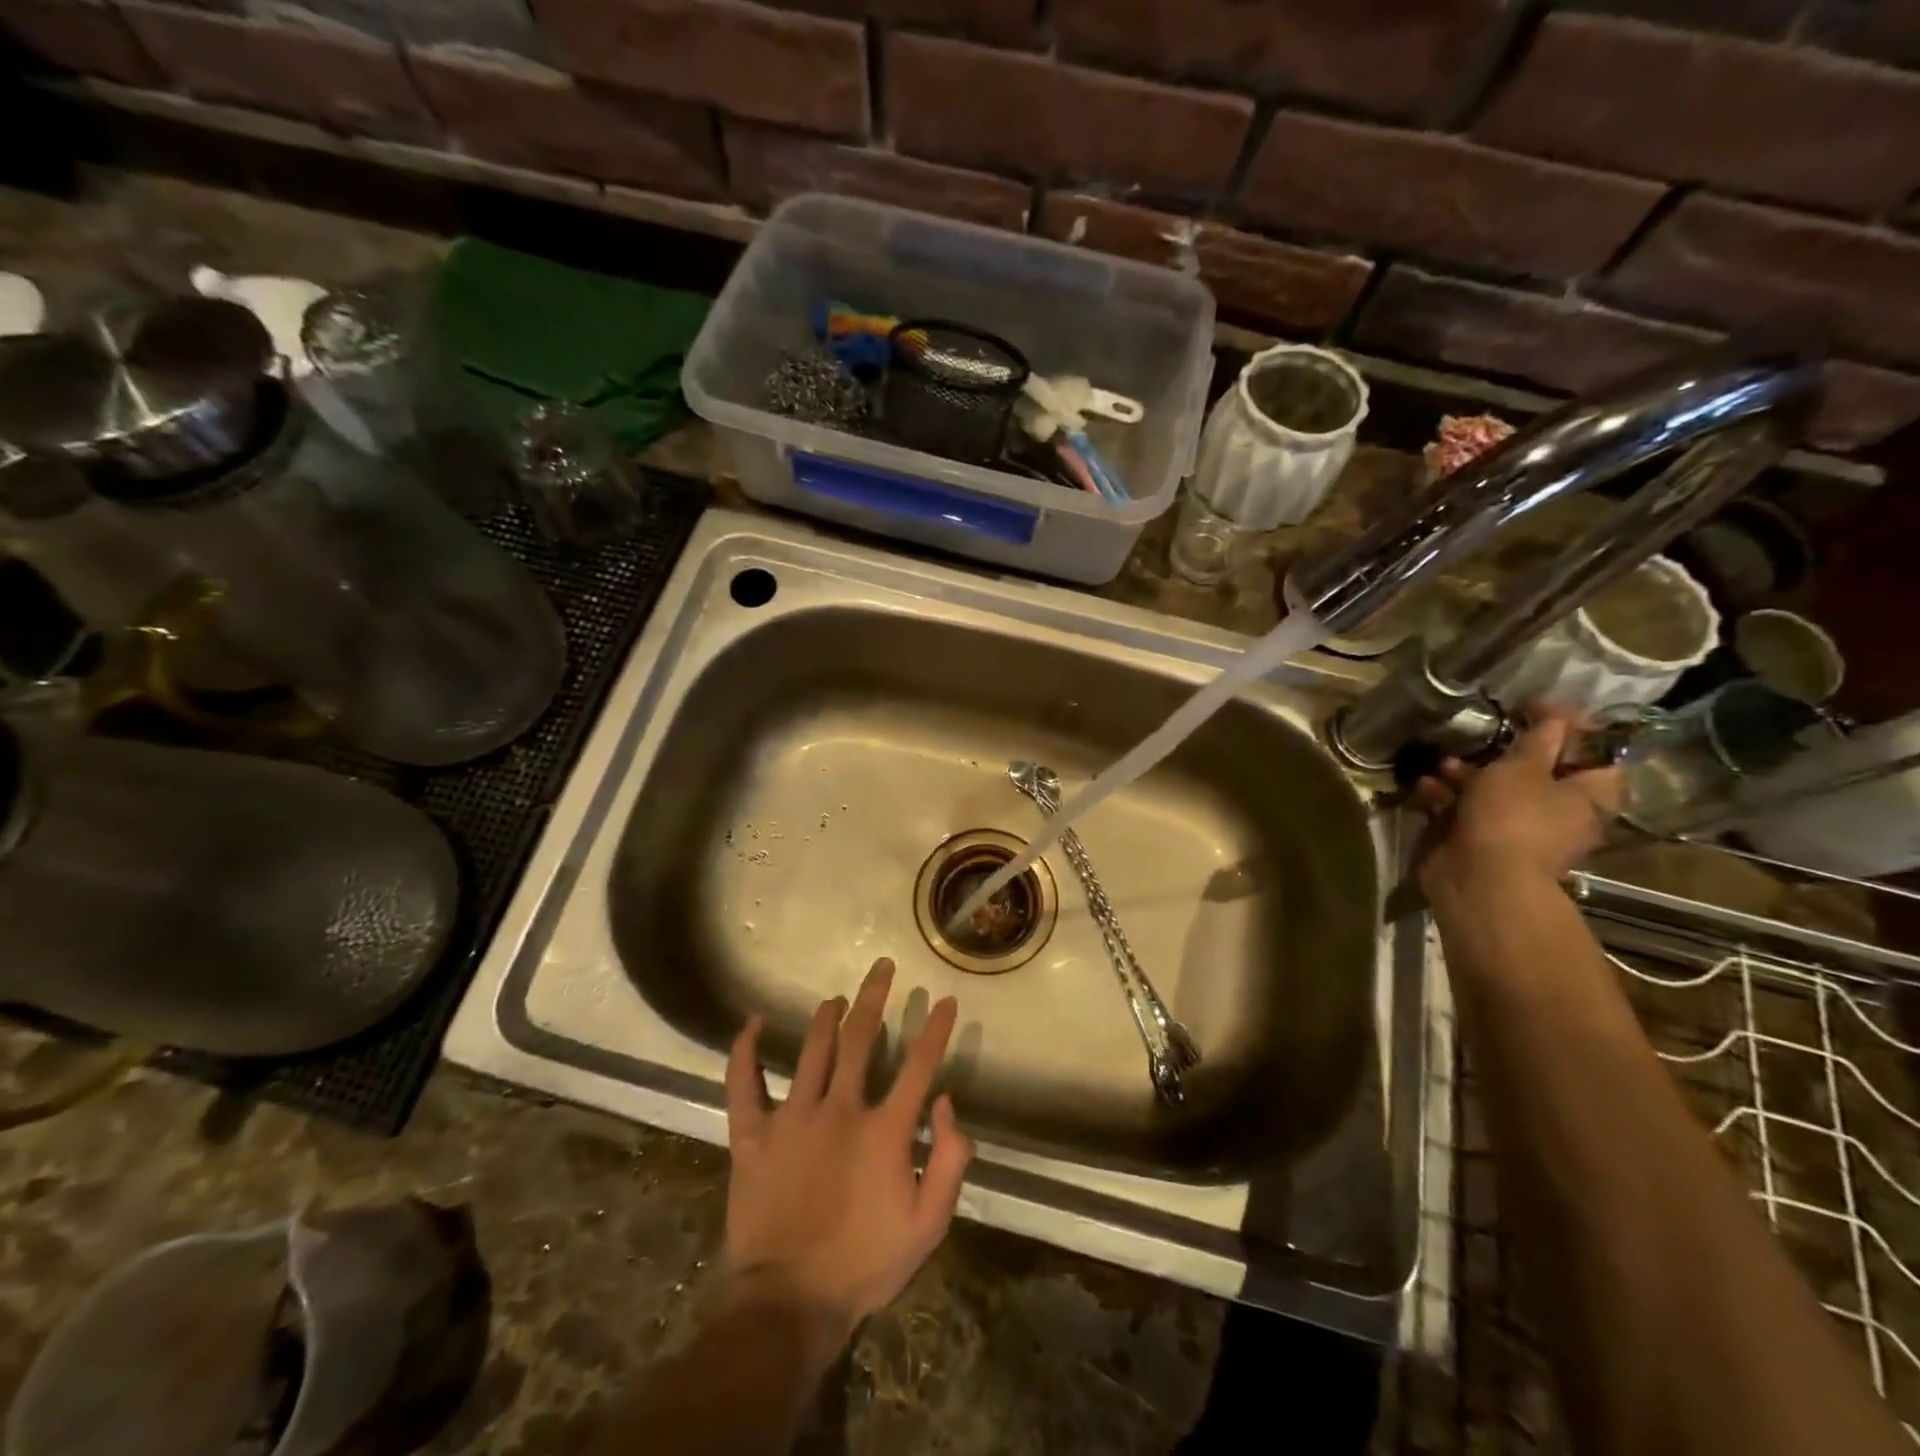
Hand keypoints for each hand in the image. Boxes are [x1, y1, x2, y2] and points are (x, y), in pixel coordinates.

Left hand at [721, 957, 971, 1347]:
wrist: (790, 1304)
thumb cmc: (865, 1264)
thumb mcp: (928, 1224)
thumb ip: (948, 1160)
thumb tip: (947, 1102)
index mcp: (884, 1130)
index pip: (918, 1065)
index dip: (935, 1029)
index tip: (944, 1000)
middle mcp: (840, 1109)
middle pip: (861, 1038)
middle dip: (874, 997)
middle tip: (881, 966)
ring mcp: (793, 1118)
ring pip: (812, 1050)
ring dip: (826, 1017)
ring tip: (836, 997)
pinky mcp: (752, 1136)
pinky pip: (743, 1085)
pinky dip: (744, 1052)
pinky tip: (748, 1023)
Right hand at [1415, 708, 1622, 898]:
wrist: (1479, 879)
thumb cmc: (1513, 817)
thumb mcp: (1525, 768)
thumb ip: (1540, 740)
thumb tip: (1557, 717)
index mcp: (1588, 793)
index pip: (1596, 752)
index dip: (1571, 727)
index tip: (1536, 707)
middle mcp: (1559, 810)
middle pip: (1539, 771)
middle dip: (1506, 752)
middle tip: (1484, 734)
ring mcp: (1517, 827)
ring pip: (1495, 790)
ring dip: (1467, 774)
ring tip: (1443, 763)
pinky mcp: (1480, 839)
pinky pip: (1466, 809)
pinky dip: (1446, 797)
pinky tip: (1426, 786)